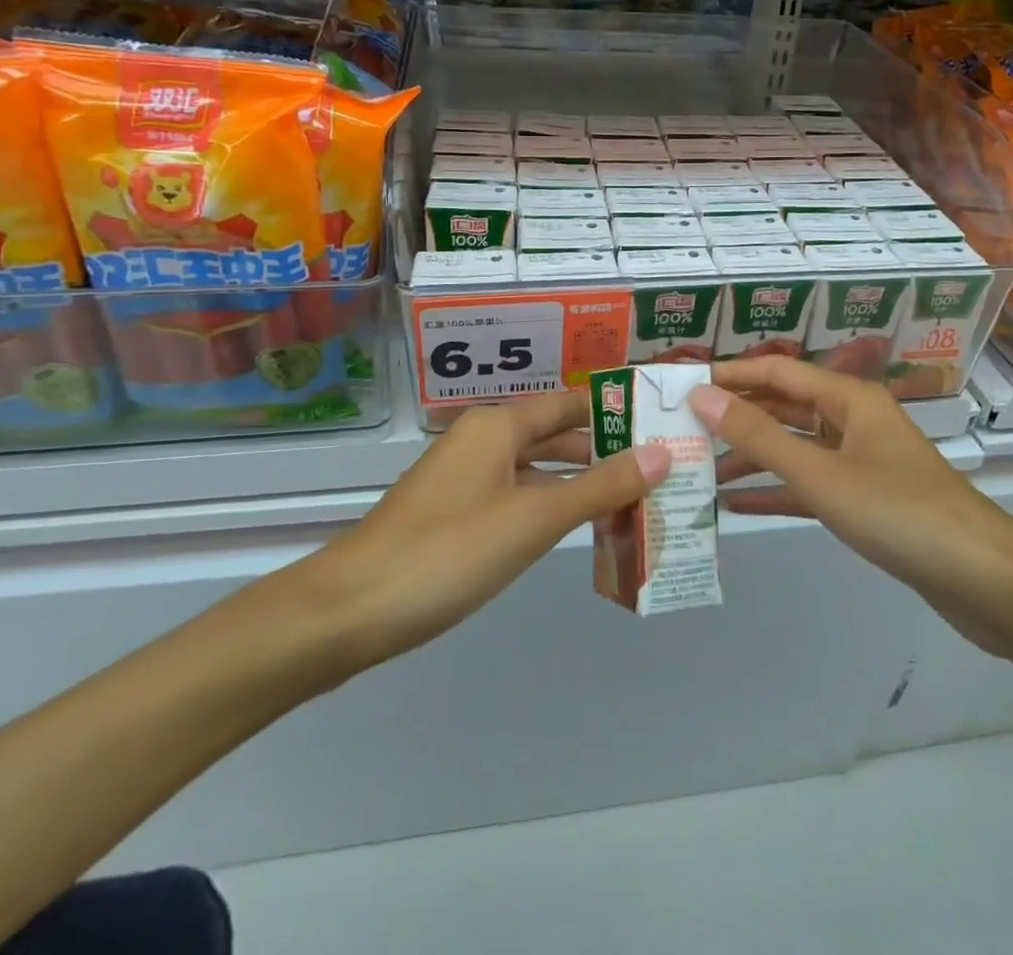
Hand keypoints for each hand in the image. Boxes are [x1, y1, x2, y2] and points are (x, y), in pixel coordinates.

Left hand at [278, 393, 668, 682]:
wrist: (350, 609)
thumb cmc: (450, 551)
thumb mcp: (536, 518)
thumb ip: (601, 486)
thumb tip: (662, 453)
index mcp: (499, 424)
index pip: (572, 403)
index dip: (616, 410)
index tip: (663, 422)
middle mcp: (482, 439)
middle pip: (555, 434)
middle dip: (604, 450)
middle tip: (660, 466)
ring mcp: (464, 477)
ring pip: (536, 468)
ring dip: (579, 481)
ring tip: (632, 498)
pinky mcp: (453, 512)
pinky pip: (515, 495)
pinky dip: (549, 505)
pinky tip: (574, 526)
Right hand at [689, 359, 1012, 658]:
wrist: (985, 581)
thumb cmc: (899, 512)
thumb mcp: (820, 474)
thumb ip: (759, 436)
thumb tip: (702, 396)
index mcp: (849, 399)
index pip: (776, 372)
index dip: (730, 375)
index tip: (683, 384)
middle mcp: (853, 420)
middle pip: (784, 408)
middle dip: (736, 417)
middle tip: (683, 428)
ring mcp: (861, 461)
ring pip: (795, 448)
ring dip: (751, 457)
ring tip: (700, 470)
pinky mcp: (866, 500)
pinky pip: (810, 485)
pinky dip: (776, 491)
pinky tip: (735, 505)